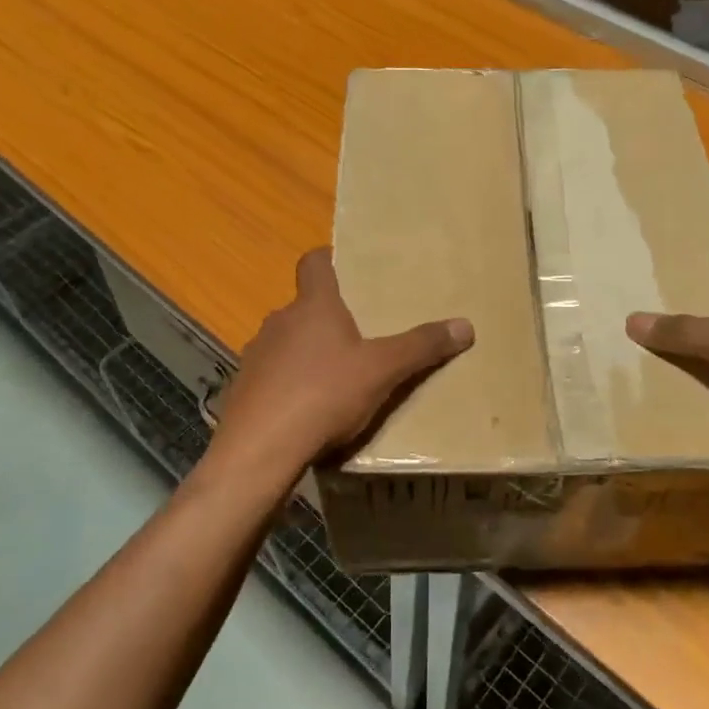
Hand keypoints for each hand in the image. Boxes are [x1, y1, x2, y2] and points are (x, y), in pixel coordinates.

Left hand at [208, 249, 473, 480]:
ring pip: (286, 344)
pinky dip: (288, 386)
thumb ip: (421, 347)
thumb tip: (466, 325)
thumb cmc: (324, 394)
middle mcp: (279, 322)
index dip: (328, 259)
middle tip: (357, 337)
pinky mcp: (242, 389)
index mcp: (313, 306)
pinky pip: (271, 378)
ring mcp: (255, 356)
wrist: (259, 449)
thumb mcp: (383, 370)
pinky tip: (305, 412)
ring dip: (306, 354)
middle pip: (304, 308)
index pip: (314, 263)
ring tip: (334, 380)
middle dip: (328, 319)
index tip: (344, 266)